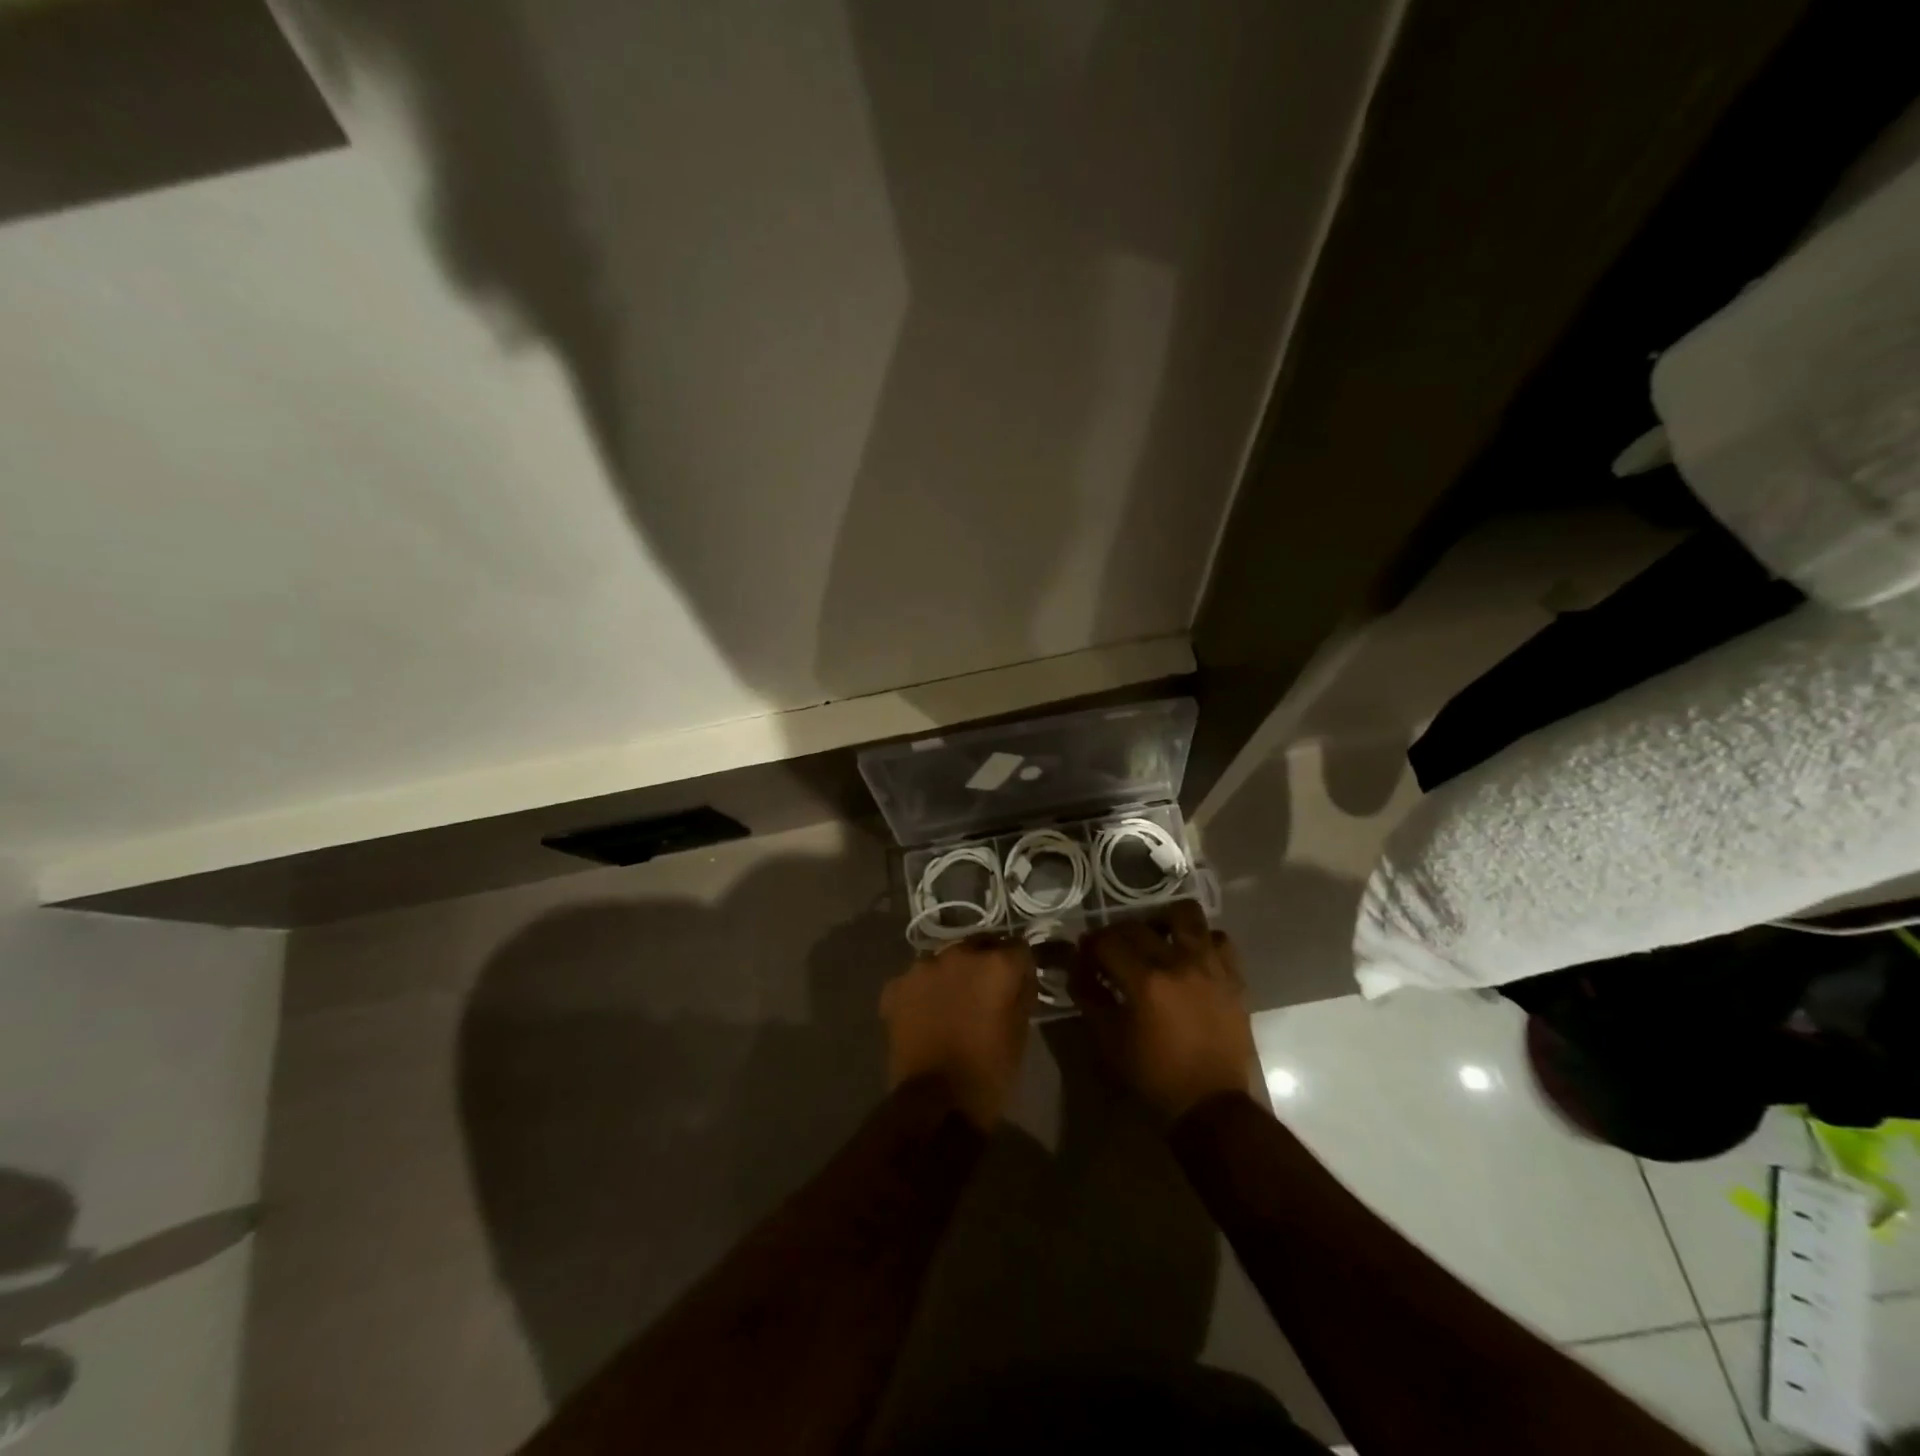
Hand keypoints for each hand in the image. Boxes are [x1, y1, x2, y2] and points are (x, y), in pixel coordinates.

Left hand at [881, 934, 1036, 1127]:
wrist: (936, 1103)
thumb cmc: (989, 1071)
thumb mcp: (1020, 1030)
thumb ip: (1020, 991)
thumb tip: (1018, 976)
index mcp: (995, 963)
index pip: (1017, 947)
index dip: (1018, 966)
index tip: (1017, 982)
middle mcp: (959, 953)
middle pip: (977, 947)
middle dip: (982, 965)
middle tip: (982, 994)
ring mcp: (922, 967)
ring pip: (943, 962)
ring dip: (949, 976)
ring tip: (949, 1005)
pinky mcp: (896, 986)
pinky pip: (915, 981)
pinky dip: (920, 994)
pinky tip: (923, 1017)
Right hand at [1071, 900, 1255, 1118]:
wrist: (1211, 1104)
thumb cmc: (1154, 1075)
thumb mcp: (1108, 1040)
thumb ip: (1089, 996)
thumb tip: (1077, 968)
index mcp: (1144, 980)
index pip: (1106, 941)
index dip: (1089, 947)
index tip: (1084, 959)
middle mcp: (1178, 962)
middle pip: (1138, 926)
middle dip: (1116, 935)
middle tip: (1111, 953)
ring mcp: (1210, 965)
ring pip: (1186, 914)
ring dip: (1163, 922)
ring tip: (1156, 940)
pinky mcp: (1233, 976)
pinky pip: (1218, 939)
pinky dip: (1201, 941)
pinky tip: (1190, 956)